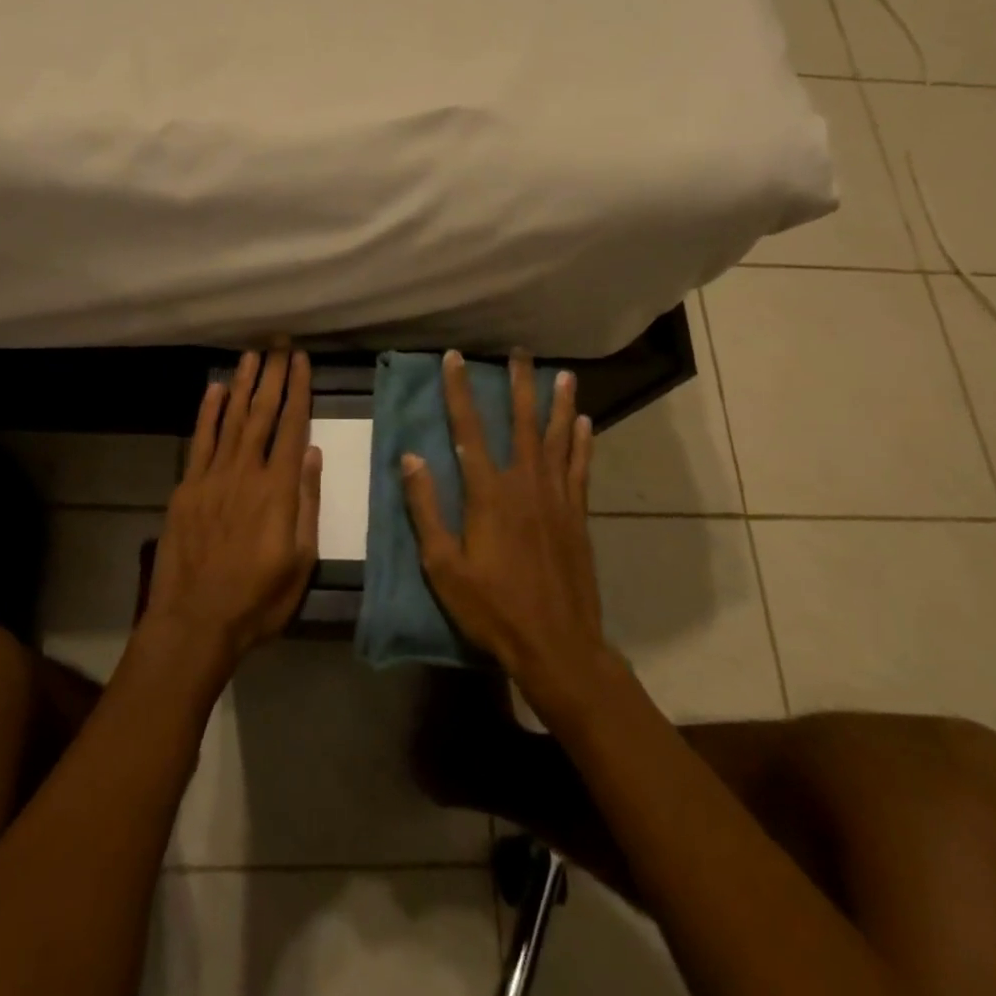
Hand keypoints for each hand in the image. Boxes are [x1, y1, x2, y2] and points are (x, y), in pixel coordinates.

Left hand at [146, 348, 321, 670]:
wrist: (195, 620)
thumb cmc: (258, 598)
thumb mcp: (301, 559)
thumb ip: (307, 502)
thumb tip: (312, 453)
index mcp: (278, 488)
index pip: (292, 426)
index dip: (298, 390)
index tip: (302, 361)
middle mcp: (246, 471)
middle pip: (262, 413)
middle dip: (272, 375)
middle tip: (279, 343)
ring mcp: (212, 476)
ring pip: (231, 419)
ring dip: (242, 385)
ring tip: (252, 355)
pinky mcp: (187, 487)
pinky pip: (200, 440)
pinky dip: (207, 412)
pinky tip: (214, 389)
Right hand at [401, 350, 619, 709]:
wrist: (557, 644)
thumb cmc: (492, 608)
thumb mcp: (443, 565)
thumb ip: (426, 509)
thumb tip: (410, 458)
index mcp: (488, 493)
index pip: (468, 430)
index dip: (460, 391)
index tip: (455, 358)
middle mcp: (525, 484)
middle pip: (521, 422)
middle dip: (519, 384)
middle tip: (520, 351)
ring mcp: (556, 498)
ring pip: (558, 438)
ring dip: (558, 403)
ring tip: (563, 373)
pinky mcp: (577, 515)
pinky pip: (580, 468)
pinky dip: (582, 443)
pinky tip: (584, 423)